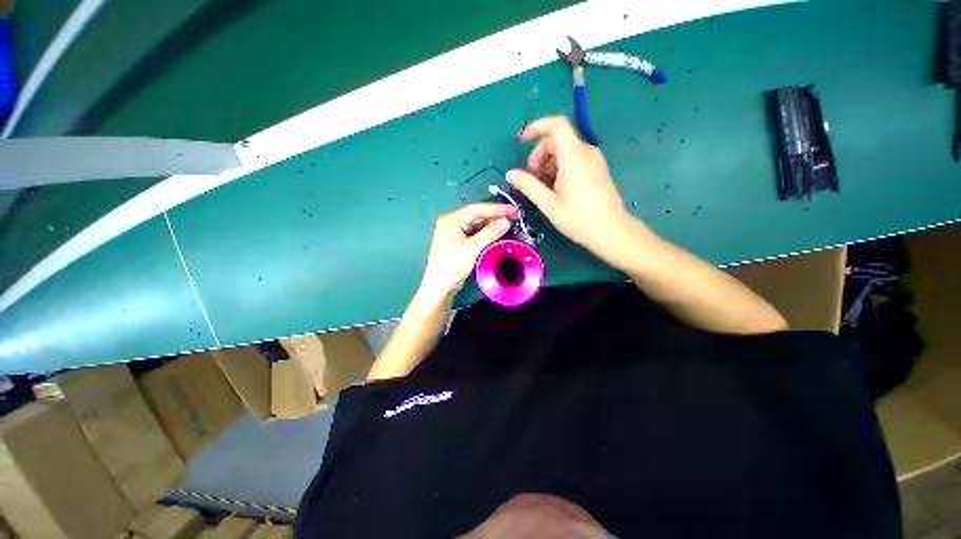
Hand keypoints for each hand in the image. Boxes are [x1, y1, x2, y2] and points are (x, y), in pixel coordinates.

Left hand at [419, 203, 517, 300]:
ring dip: (493, 226)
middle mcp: (453, 223)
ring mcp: (456, 233)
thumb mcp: (472, 248)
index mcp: (452, 219)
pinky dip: (488, 234)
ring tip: (511, 226)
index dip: (497, 208)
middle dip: (496, 217)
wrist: (440, 287)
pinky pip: (476, 234)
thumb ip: (490, 233)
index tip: (514, 210)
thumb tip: (507, 221)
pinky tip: (499, 235)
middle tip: (516, 218)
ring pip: (478, 225)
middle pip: (478, 216)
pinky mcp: (460, 242)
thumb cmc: (452, 265)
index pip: (477, 209)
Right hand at [506, 116, 633, 253]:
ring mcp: (594, 160)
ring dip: (548, 164)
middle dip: (539, 155)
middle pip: (557, 140)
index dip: (537, 127)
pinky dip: (560, 168)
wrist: (612, 232)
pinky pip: (574, 160)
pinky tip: (556, 189)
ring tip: (542, 188)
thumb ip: (528, 185)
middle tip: (531, 179)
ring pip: (565, 151)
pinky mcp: (597, 169)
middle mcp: (586, 151)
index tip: (522, 141)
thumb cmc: (579, 218)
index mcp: (574, 155)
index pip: (556, 125)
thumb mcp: (549, 203)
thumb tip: (510, 173)